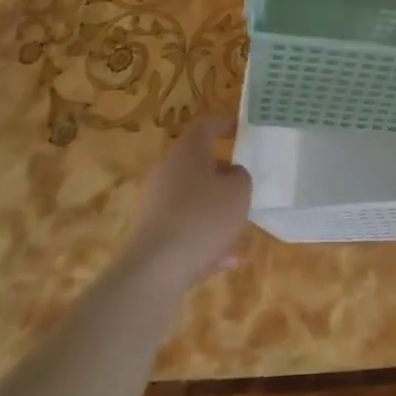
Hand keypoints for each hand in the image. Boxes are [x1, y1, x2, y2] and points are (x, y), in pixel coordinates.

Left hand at [123, 117, 252, 292]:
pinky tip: (225, 261)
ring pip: (193, 199)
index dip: (226, 124)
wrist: (155, 271)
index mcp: (188, 151)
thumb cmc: (203, 217)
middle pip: (198, 163)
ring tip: (239, 230)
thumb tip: (232, 175)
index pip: (206, 126)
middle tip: (244, 184)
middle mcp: (168, 170)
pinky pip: (185, 228)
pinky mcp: (151, 233)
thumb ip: (241, 177)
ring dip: (215, 210)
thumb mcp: (239, 192)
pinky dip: (204, 238)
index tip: (244, 130)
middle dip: (222, 174)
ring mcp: (156, 203)